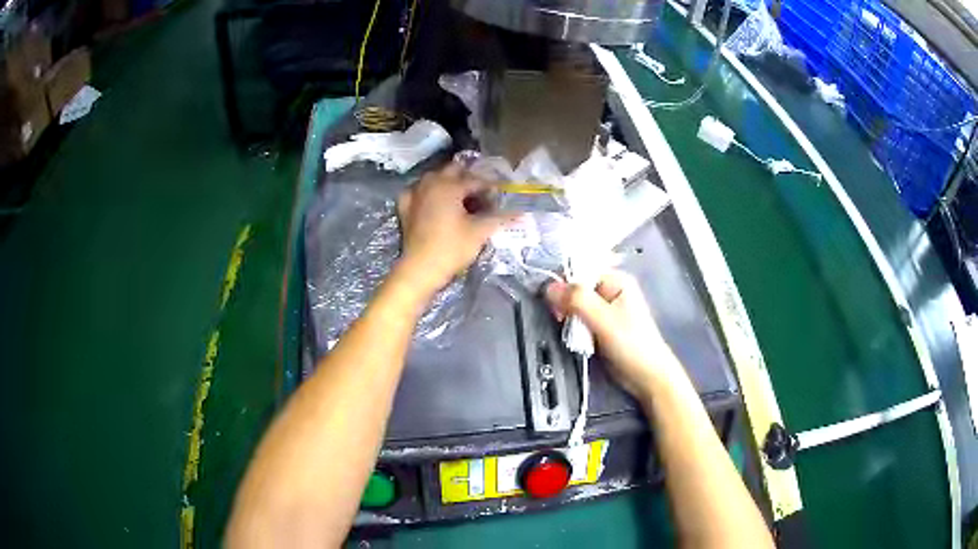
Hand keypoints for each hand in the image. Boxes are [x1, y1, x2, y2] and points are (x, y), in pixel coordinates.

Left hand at [396, 163, 513, 293]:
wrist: (420, 269)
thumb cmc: (452, 248)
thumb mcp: (479, 232)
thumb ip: (499, 218)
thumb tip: (519, 212)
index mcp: (450, 186)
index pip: (476, 180)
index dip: (490, 187)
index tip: (500, 195)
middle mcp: (431, 184)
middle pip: (452, 171)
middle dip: (468, 178)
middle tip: (481, 193)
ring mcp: (415, 194)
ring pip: (434, 178)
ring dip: (448, 182)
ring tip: (460, 197)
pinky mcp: (405, 208)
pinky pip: (417, 191)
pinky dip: (427, 192)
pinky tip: (433, 201)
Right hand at [546, 270, 682, 398]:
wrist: (646, 376)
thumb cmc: (631, 345)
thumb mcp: (603, 319)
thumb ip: (576, 300)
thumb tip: (548, 287)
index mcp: (616, 280)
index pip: (581, 269)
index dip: (564, 281)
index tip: (554, 301)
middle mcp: (610, 290)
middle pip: (577, 287)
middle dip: (565, 301)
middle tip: (561, 318)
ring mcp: (606, 308)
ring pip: (576, 304)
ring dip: (568, 316)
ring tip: (567, 329)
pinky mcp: (601, 325)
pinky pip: (580, 318)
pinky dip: (573, 326)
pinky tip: (572, 335)